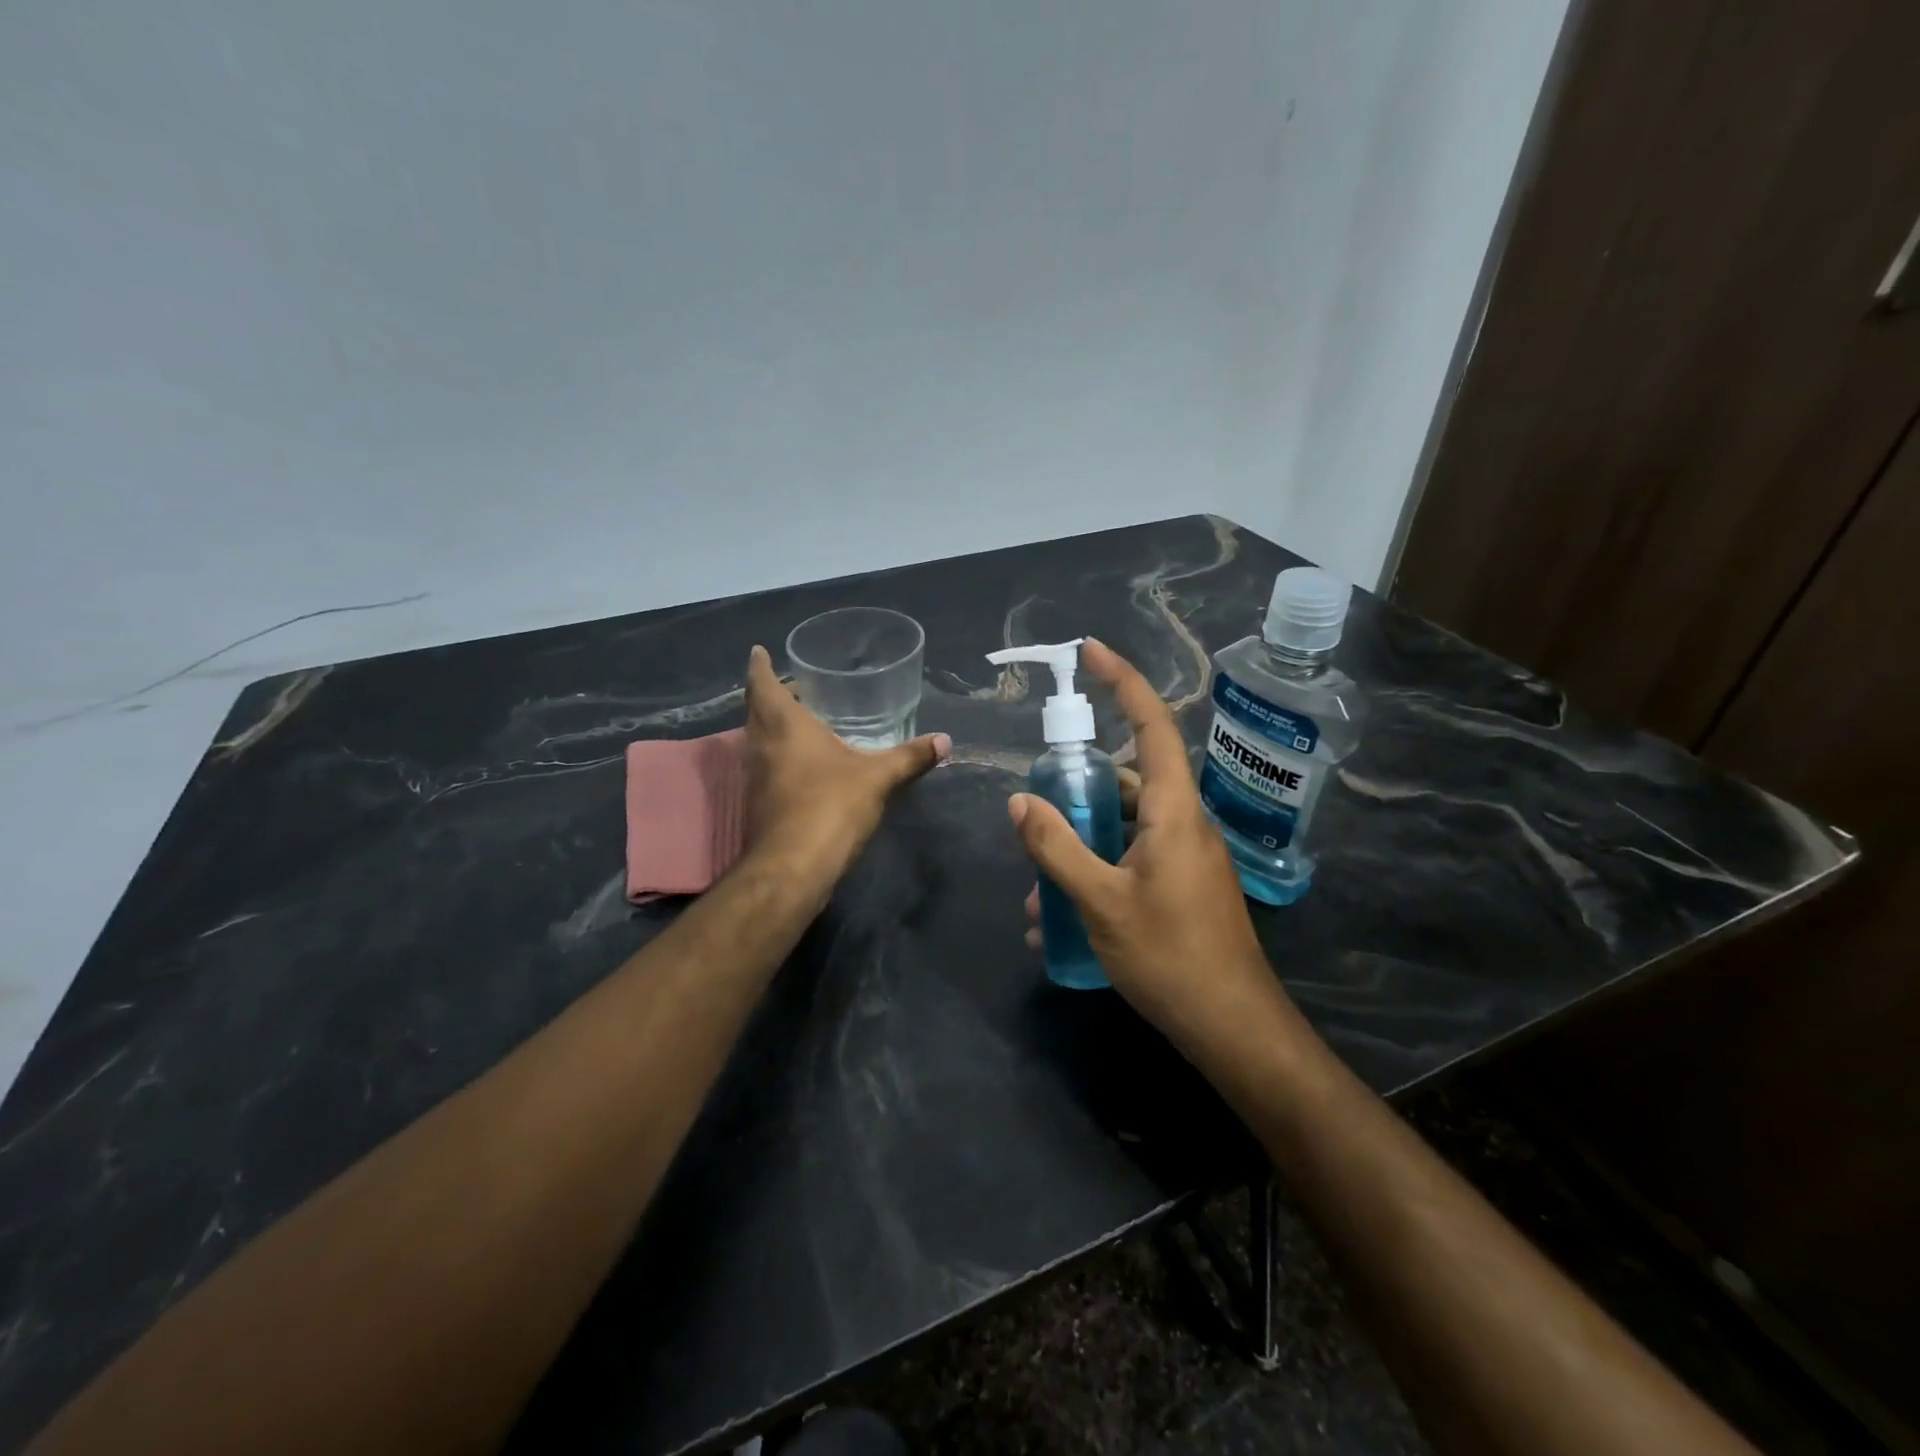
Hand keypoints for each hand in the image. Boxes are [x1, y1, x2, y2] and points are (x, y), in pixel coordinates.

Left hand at [743, 645, 949, 873]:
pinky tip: (802, 764)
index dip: (760, 665)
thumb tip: (945, 740)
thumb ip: (909, 757)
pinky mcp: (756, 802)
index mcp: (783, 724)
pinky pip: (763, 764)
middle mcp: (760, 744)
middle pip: (757, 709)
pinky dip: (777, 754)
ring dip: (772, 726)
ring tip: (801, 720)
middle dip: (772, 694)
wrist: (792, 867)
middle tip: (797, 686)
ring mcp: (753, 775)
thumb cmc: (831, 806)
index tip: (760, 651)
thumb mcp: (878, 778)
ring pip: (757, 738)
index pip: (762, 683)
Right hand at [1009, 640, 1291, 1052]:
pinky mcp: (1184, 886)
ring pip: (1126, 827)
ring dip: (1081, 845)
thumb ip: (1057, 847)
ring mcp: (1187, 856)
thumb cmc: (1169, 957)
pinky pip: (1135, 859)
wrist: (1233, 1027)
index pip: (1151, 725)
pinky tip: (1061, 919)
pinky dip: (1099, 872)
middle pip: (1128, 780)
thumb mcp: (1100, 902)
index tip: (1090, 651)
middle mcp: (1185, 823)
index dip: (1123, 681)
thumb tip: (1019, 802)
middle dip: (1078, 791)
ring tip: (1037, 890)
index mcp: (1174, 810)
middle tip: (1037, 810)